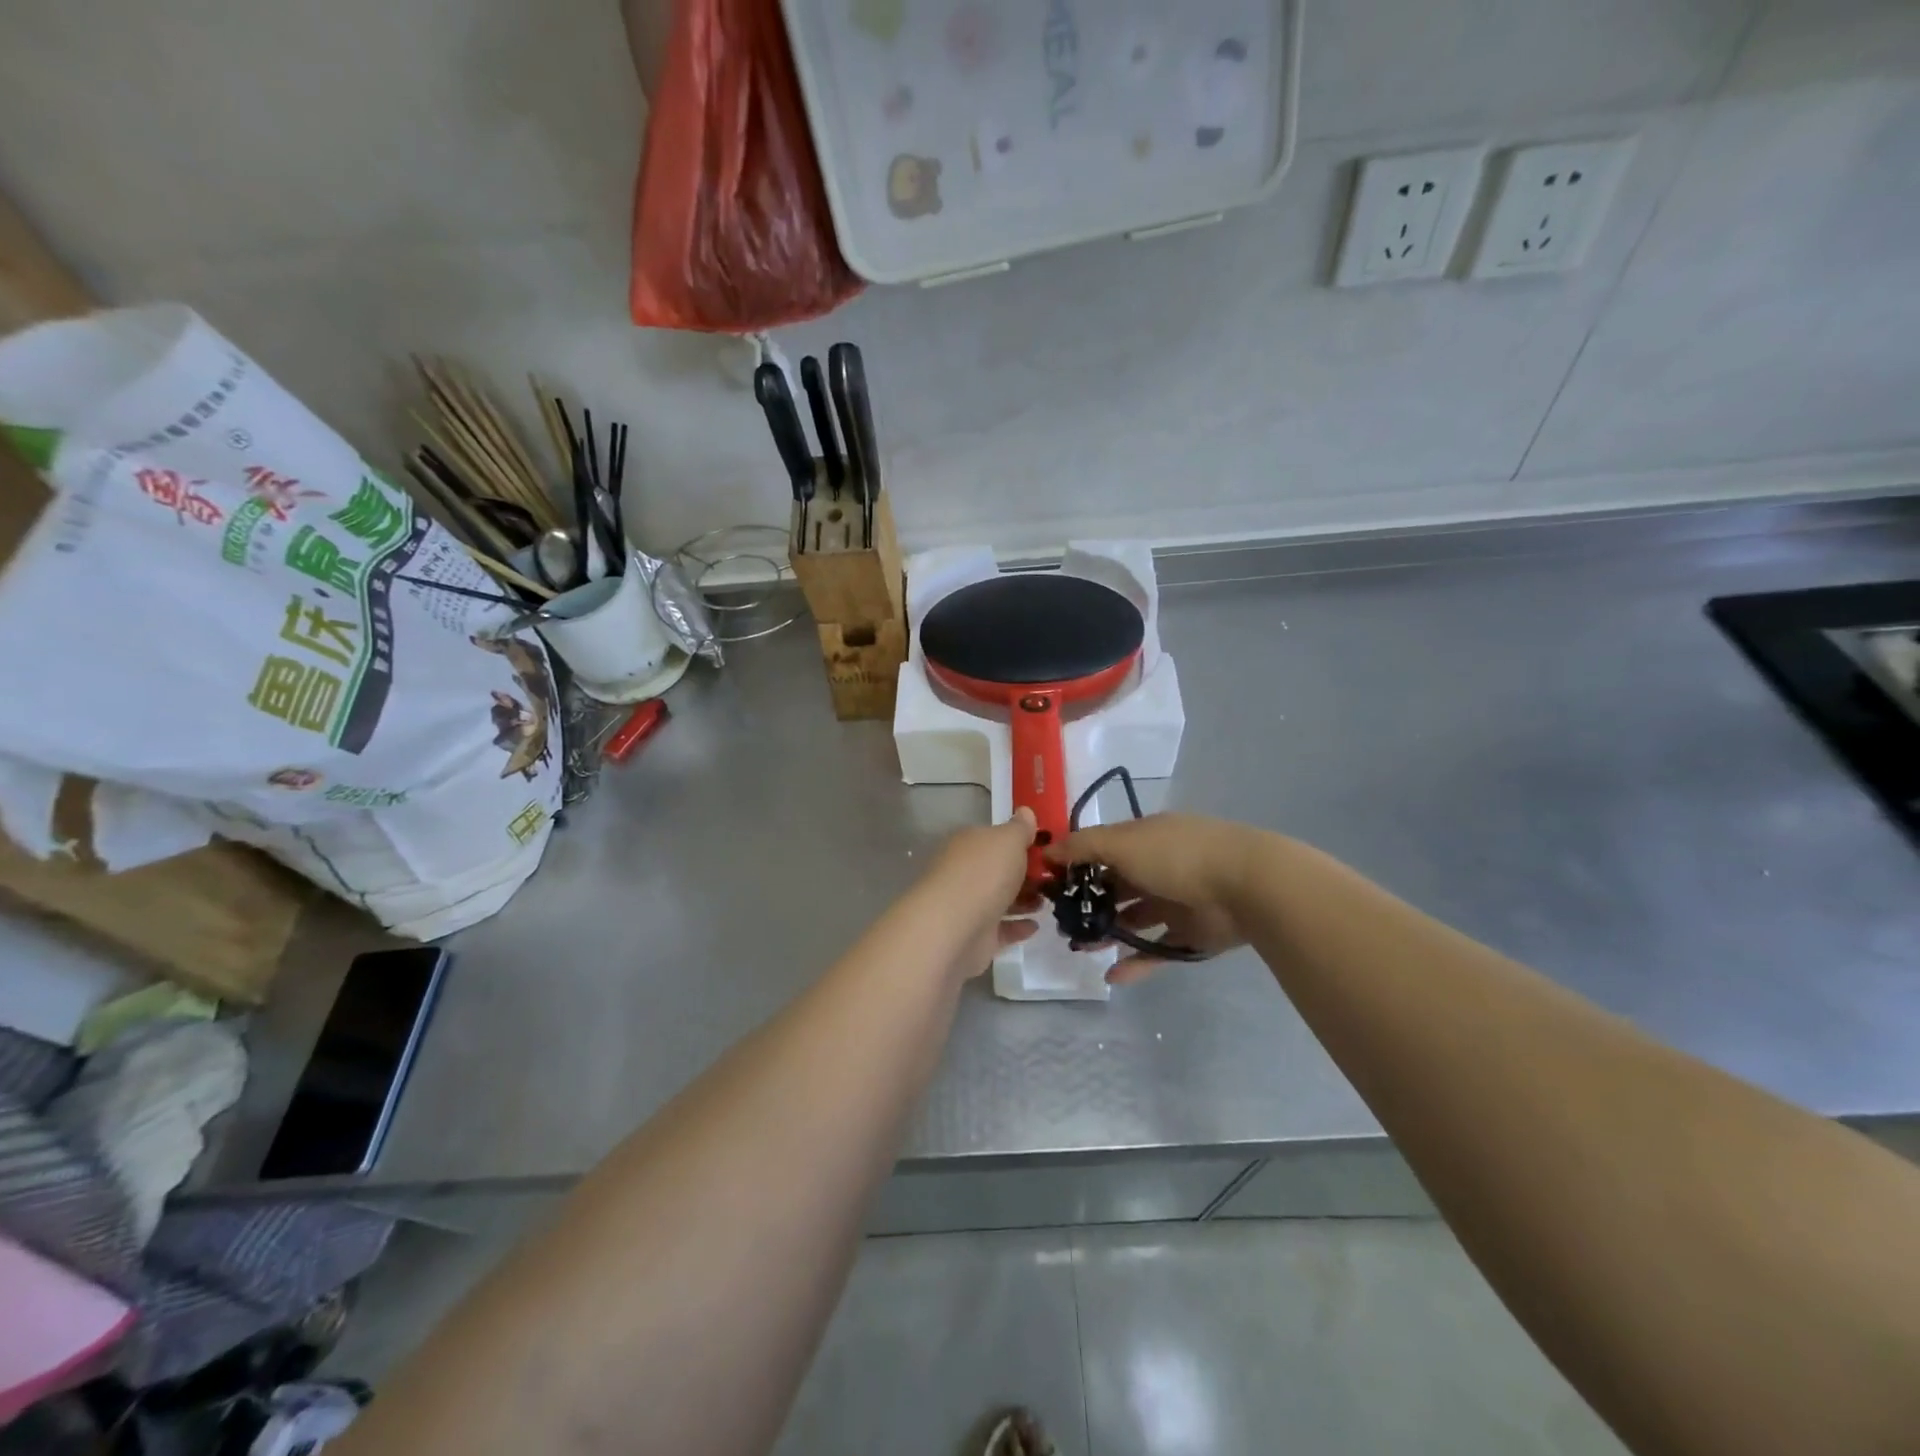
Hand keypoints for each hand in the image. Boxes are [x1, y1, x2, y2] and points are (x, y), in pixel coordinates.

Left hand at [914, 809, 1042, 979]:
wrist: (955, 927)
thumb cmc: (984, 874)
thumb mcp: (1008, 840)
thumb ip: (1020, 828)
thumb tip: (1025, 811)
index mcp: (969, 844)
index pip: (995, 839)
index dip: (1020, 842)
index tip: (1047, 849)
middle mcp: (965, 872)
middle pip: (999, 870)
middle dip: (1025, 873)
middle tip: (1054, 878)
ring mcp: (968, 906)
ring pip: (1000, 900)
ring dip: (1024, 900)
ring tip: (1049, 901)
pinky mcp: (975, 937)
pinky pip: (1001, 930)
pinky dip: (1018, 927)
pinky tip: (1036, 926)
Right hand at [1044, 813, 1261, 983]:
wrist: (1247, 887)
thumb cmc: (1176, 857)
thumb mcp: (1121, 843)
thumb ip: (1082, 847)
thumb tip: (1047, 851)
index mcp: (1145, 839)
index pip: (1103, 850)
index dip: (1077, 865)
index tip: (1050, 885)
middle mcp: (1160, 867)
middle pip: (1117, 886)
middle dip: (1089, 903)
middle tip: (1062, 923)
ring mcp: (1178, 902)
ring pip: (1134, 919)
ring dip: (1108, 932)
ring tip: (1081, 948)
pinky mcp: (1192, 935)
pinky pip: (1158, 950)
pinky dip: (1136, 963)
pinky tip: (1112, 975)